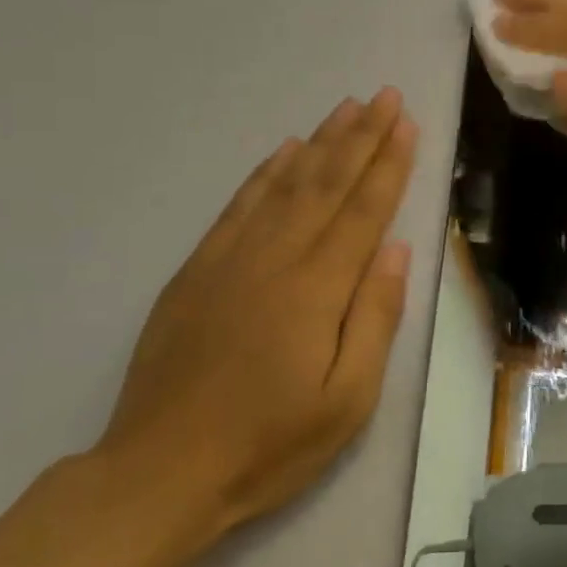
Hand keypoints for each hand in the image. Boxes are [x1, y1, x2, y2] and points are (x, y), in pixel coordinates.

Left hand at [94, 89, 417, 546]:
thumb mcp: (345, 402)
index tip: (406, 123)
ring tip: (346, 108)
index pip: (363, 211)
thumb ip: (374, 319)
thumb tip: (396, 250)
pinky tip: (284, 151)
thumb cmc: (267, 445)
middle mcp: (276, 259)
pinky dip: (265, 172)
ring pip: (286, 184)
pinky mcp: (197, 270)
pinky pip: (239, 205)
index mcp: (317, 289)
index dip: (388, 164)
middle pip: (327, 184)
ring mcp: (231, 259)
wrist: (160, 471)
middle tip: (385, 95)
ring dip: (320, 142)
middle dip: (361, 136)